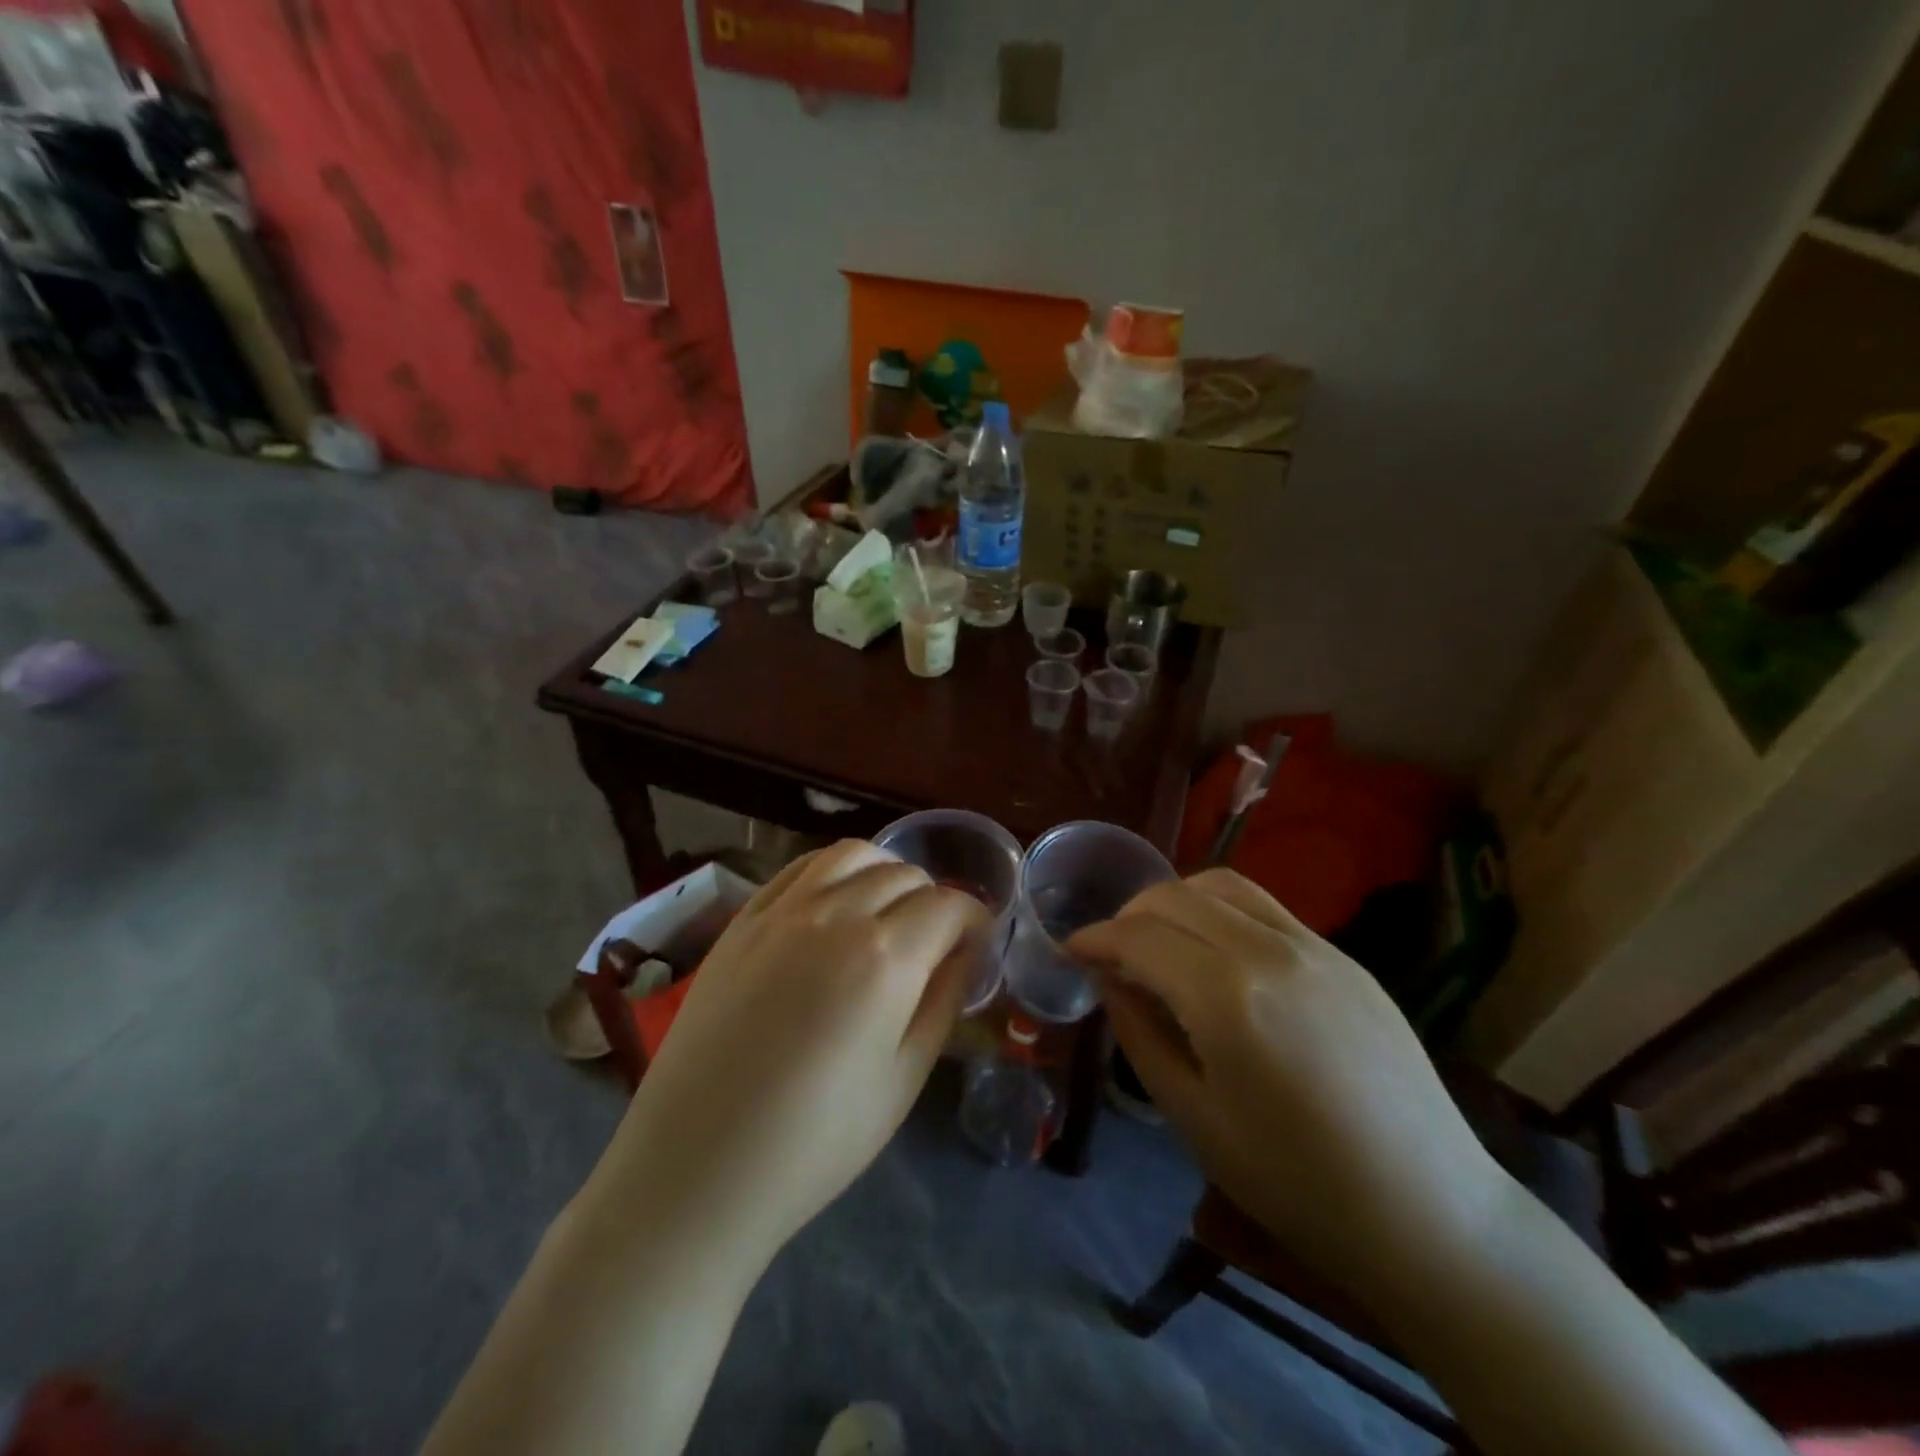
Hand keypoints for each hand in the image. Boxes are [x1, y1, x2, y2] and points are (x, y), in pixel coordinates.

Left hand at [603, 840, 984, 1266]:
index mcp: (886, 957)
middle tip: (933, 941)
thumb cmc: (814, 1141)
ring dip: (884, 871)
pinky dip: (832, 871)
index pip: (950, 905)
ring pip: (852, 854)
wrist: (697, 1165)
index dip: (974, 920)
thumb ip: (942, 1002)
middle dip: (934, 900)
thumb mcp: (903, 1080)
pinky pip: (799, 868)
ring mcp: (782, 911)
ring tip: (886, 910)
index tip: (975, 946)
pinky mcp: (743, 920)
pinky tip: (833, 903)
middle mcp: (836, 914)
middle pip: (905, 875)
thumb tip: (963, 954)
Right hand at [1068, 869, 1504, 1290]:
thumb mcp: (1194, 1116)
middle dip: (1128, 914)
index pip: (1138, 936)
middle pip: (1174, 896)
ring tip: (1159, 940)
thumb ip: (1140, 1032)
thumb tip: (1108, 979)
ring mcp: (1313, 946)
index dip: (1095, 938)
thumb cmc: (1296, 1183)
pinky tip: (1216, 954)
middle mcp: (1268, 950)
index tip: (1071, 950)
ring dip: (1174, 901)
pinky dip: (1220, 910)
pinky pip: (1264, 907)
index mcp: (1226, 996)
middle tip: (1110, 952)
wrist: (1430, 1212)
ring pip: (1221, 886)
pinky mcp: (1343, 956)